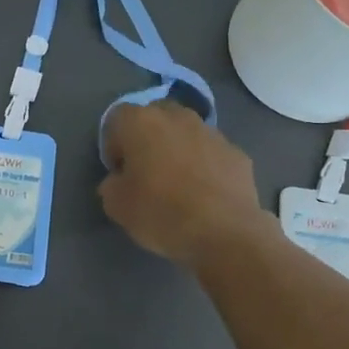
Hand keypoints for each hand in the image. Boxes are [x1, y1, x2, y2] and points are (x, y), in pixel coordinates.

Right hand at [99, 102, 269, 267]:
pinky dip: (205, 165)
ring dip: (179, 148)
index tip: (119, 171)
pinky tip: (205, 194)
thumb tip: (121, 179)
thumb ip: (111, 184)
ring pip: (187, 132)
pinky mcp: (237, 152)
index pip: (117, 118)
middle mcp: (177, 117)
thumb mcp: (116, 206)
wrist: (224, 232)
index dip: (113, 144)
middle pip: (156, 116)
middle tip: (147, 170)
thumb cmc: (161, 213)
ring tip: (179, 183)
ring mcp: (212, 132)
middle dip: (148, 137)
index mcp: (141, 123)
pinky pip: (212, 153)